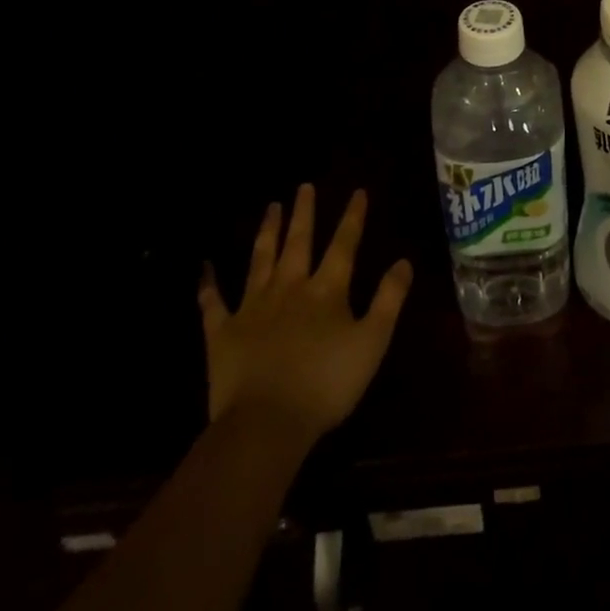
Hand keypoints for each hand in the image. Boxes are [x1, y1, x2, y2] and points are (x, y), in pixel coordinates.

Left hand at [197, 184, 413, 439]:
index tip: (357, 191)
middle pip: (298, 242)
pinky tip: (205, 268)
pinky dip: (208, 284)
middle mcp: (289, 288)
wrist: (264, 424)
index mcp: (326, 291)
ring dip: (266, 232)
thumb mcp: (372, 342)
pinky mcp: (223, 332)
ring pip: (260, 260)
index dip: (352, 217)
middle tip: (304, 186)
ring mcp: (253, 307)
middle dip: (304, 213)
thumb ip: (389, 299)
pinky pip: (213, 303)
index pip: (344, 245)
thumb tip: (404, 261)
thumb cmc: (326, 385)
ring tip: (271, 207)